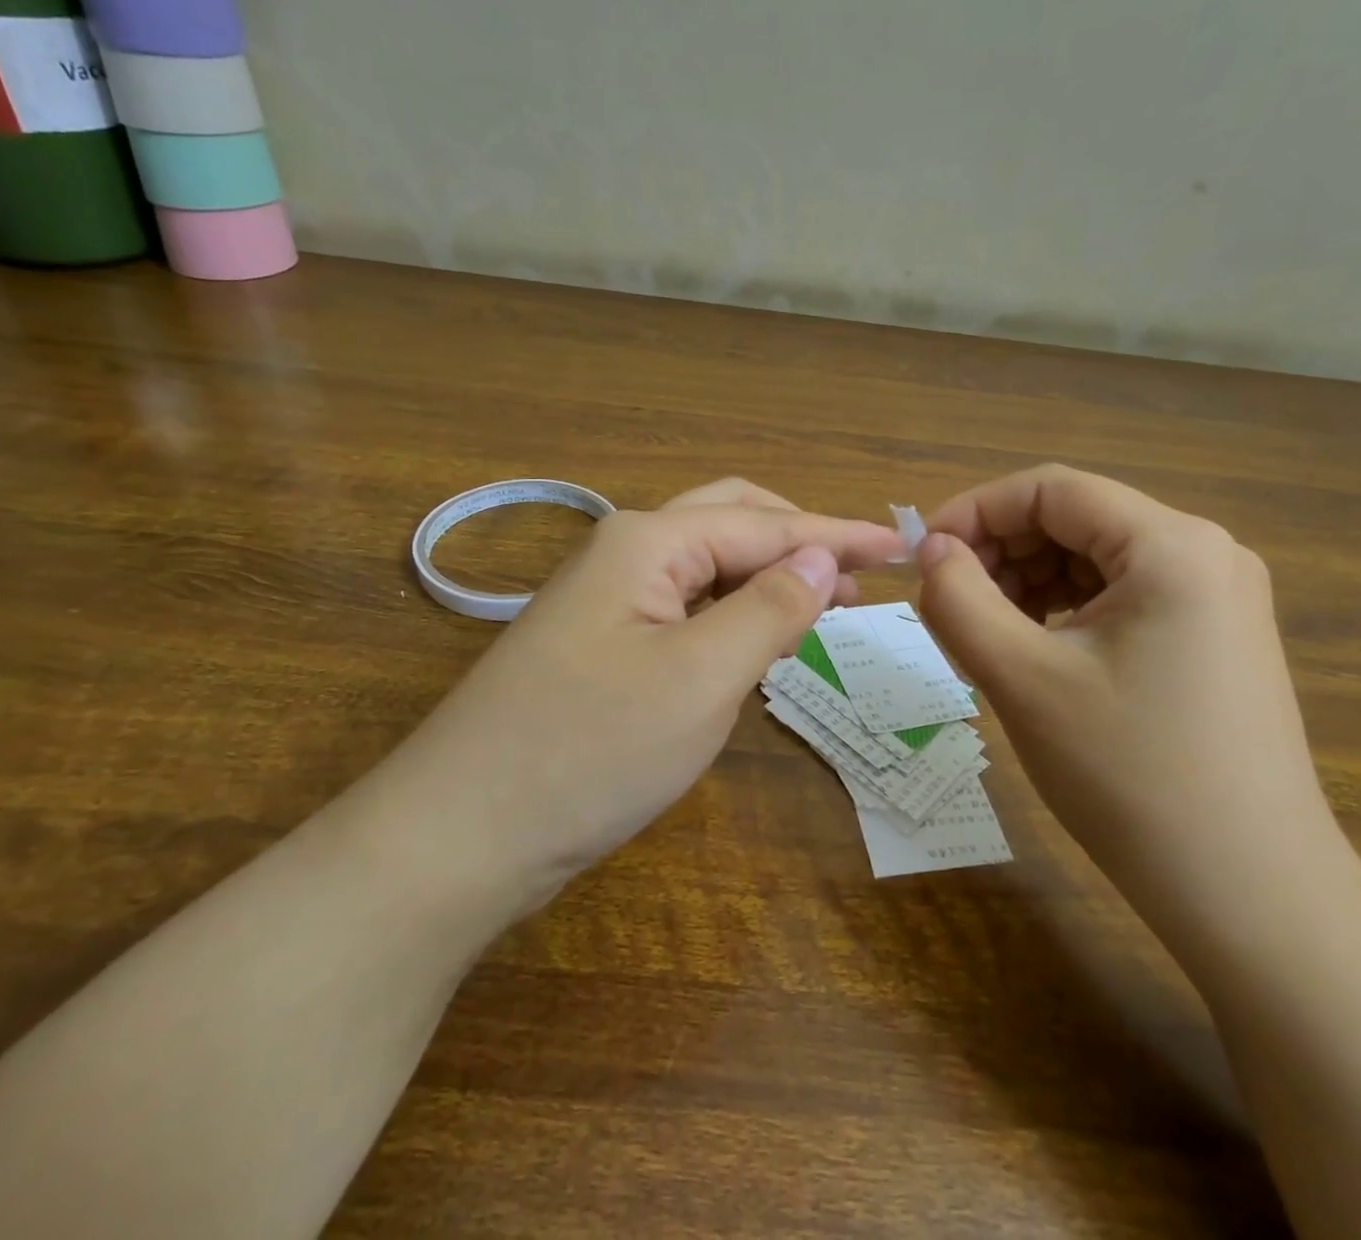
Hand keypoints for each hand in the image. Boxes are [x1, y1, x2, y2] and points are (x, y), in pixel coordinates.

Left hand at [391, 479, 906, 891]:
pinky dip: (731, 613)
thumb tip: (820, 555)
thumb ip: (769, 608)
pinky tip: (755, 639)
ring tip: (822, 606)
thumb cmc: (589, 750)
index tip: (902, 548)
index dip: (837, 533)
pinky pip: (683, 609)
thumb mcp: (700, 677)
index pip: (765, 524)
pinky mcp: (599, 647)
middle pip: (731, 522)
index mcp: (648, 542)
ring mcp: (605, 601)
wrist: (457, 837)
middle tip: (859, 575)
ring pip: (706, 567)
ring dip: (766, 576)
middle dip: (799, 539)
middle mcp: (624, 554)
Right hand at [916, 465, 1349, 939]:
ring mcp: (1217, 597)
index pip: (1050, 490)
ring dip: (1027, 581)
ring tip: (985, 633)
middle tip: (947, 602)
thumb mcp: (1022, 678)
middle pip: (1075, 519)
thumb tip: (931, 549)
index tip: (922, 556)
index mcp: (1171, 544)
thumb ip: (958, 598)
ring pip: (1094, 559)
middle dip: (1000, 550)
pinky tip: (1035, 651)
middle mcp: (1205, 553)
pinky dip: (1064, 610)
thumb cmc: (1130, 776)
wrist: (1251, 897)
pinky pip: (1121, 597)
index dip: (974, 511)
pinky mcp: (1213, 638)